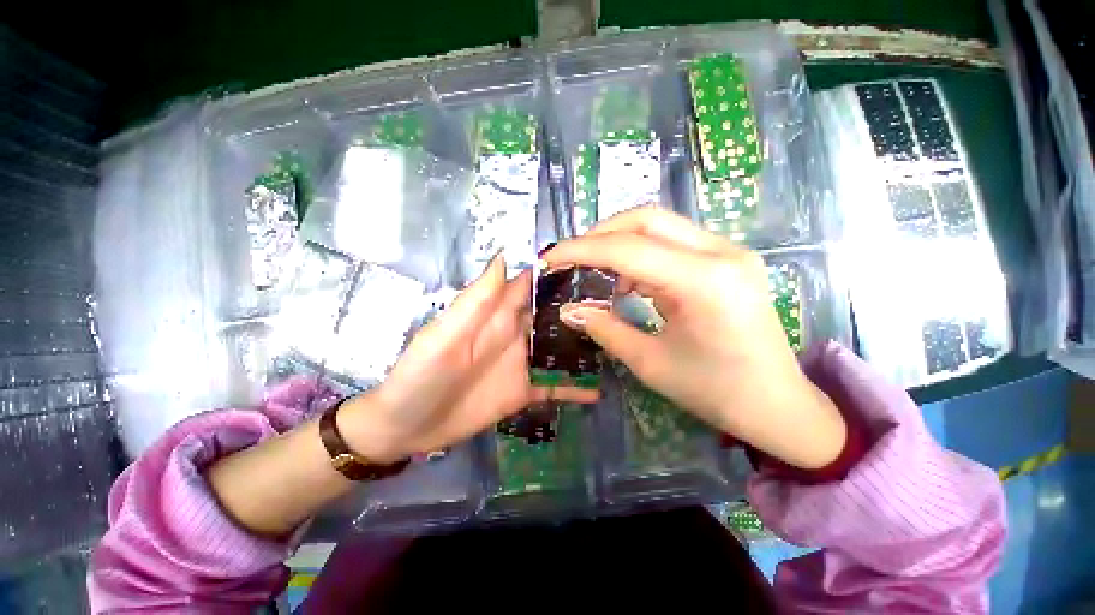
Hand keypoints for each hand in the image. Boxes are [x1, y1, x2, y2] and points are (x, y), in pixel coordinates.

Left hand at [338, 256, 597, 462]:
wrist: (407, 428)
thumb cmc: (419, 376)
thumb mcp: (444, 336)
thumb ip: (476, 301)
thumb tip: (505, 257)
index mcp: (496, 315)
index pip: (530, 285)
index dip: (558, 272)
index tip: (593, 265)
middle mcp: (515, 334)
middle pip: (553, 314)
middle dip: (582, 307)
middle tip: (617, 304)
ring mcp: (523, 363)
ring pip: (560, 348)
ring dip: (584, 344)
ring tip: (618, 341)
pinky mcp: (525, 391)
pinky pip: (555, 386)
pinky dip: (575, 387)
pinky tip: (599, 389)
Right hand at [543, 207, 844, 469]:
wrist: (777, 405)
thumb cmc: (716, 392)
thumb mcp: (651, 364)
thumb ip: (606, 329)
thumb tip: (570, 309)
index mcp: (705, 282)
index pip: (628, 249)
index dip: (582, 250)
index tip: (551, 257)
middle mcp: (721, 253)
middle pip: (647, 220)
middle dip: (601, 235)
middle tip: (572, 257)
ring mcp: (728, 252)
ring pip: (660, 227)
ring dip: (621, 244)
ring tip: (597, 274)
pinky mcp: (727, 260)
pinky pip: (673, 243)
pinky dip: (641, 256)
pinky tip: (628, 282)